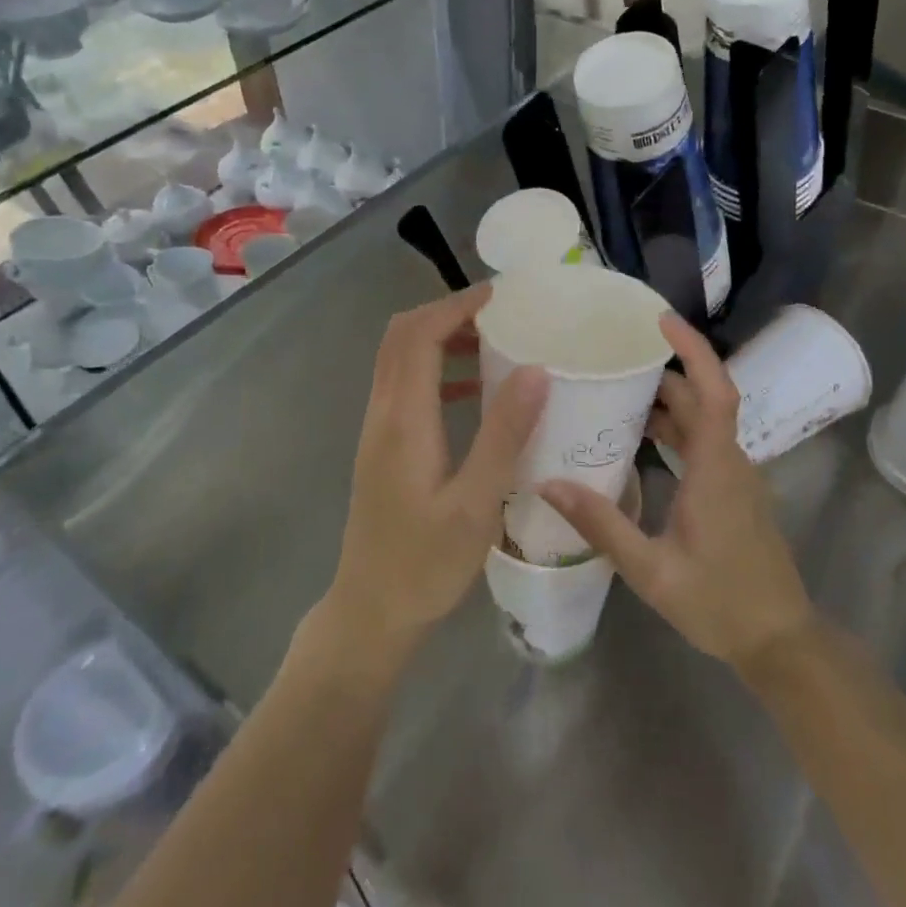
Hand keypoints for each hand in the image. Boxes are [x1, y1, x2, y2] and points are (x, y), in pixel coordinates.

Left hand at [326, 285, 546, 663]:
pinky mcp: (384, 446)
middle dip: (448, 312)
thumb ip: (504, 435)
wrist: (370, 611)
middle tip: (501, 312)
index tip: (502, 295)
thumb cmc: (425, 564)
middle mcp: (383, 413)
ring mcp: (378, 429)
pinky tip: (478, 390)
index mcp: (403, 419)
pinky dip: (439, 370)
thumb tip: (535, 370)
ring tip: (496, 340)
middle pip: (402, 336)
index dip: (456, 305)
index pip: (419, 335)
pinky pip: (407, 386)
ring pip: (401, 359)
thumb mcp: (476, 504)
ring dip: (442, 338)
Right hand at [539, 313, 815, 673]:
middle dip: (663, 372)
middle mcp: (730, 461)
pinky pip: (703, 442)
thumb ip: (602, 524)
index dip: (693, 351)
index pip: (714, 391)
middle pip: (702, 399)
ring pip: (702, 421)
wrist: (778, 640)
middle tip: (615, 356)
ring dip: (666, 401)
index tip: (661, 322)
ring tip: (616, 390)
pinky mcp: (732, 491)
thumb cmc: (719, 603)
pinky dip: (672, 428)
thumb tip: (548, 485)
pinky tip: (637, 439)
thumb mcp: (652, 570)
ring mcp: (735, 476)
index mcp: (716, 468)